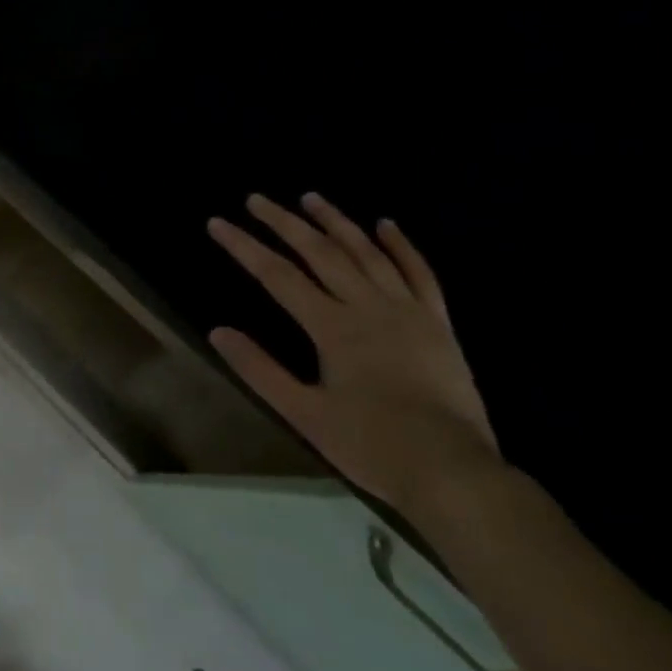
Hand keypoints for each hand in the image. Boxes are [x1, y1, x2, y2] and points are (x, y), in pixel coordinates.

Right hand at [206, 193, 502, 520]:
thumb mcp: (303, 413)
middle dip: (284, 223)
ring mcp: (409, 313)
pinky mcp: (438, 325)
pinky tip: (386, 225)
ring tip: (311, 199)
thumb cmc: (371, 445)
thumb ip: (259, 369)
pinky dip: (402, 247)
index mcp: (333, 328)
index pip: (278, 276)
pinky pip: (420, 274)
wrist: (453, 472)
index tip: (217, 223)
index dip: (244, 247)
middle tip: (256, 199)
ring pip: (368, 254)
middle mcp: (370, 308)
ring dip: (337, 223)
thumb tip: (218, 331)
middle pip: (321, 253)